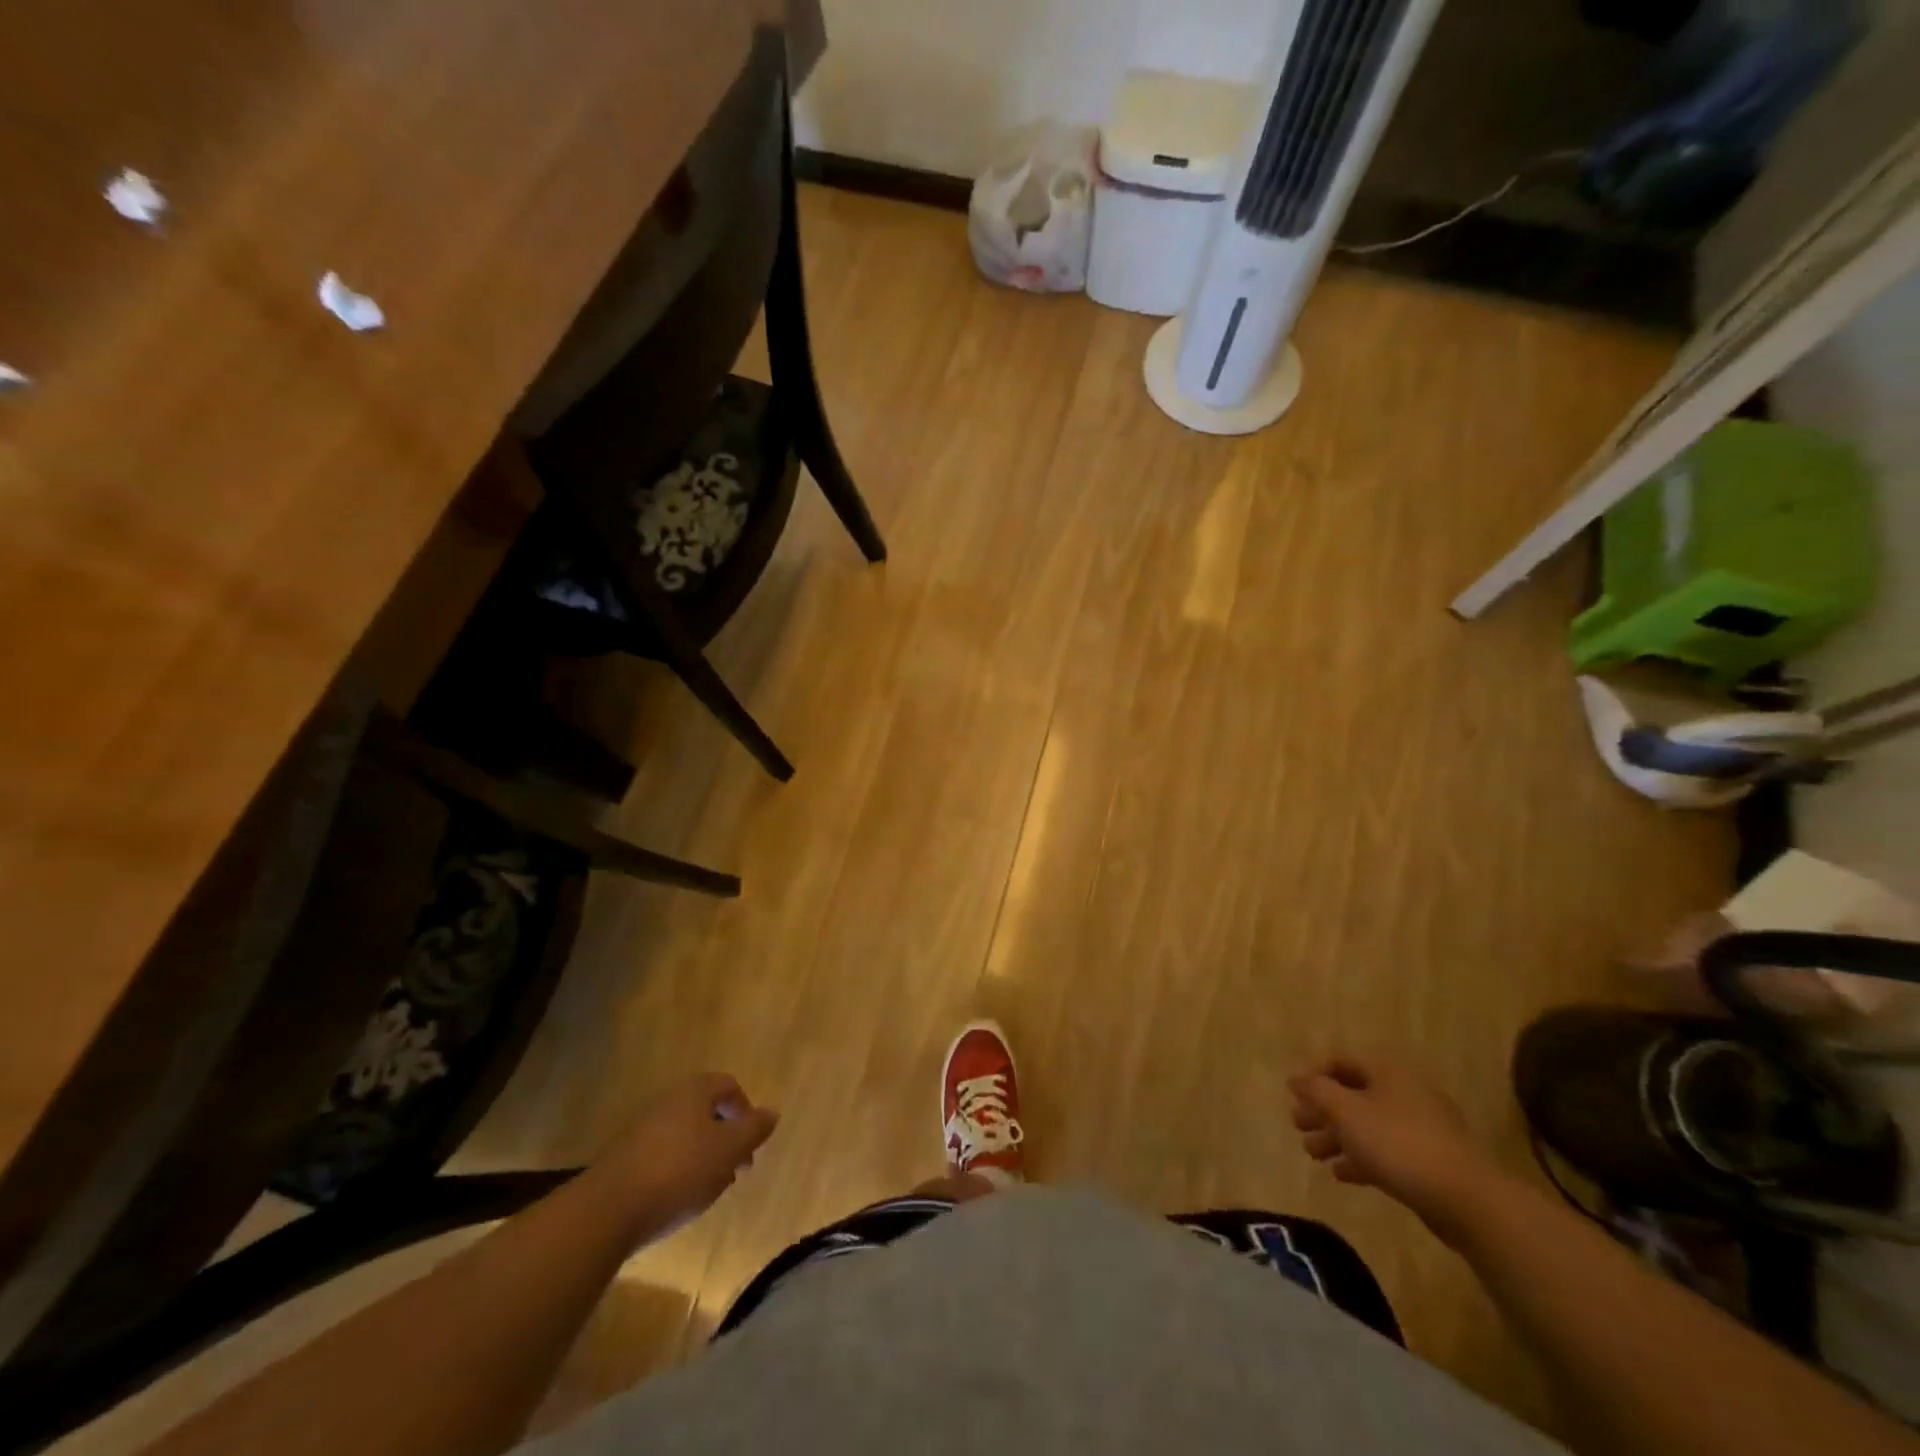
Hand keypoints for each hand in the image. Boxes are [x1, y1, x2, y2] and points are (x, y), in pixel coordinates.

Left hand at [602, 1073, 779, 1225]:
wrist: (606, 1211)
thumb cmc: (679, 1171)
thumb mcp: (729, 1149)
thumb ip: (754, 1129)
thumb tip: (772, 1112)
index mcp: (694, 1092)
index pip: (728, 1086)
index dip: (745, 1110)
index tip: (751, 1143)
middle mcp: (667, 1102)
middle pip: (705, 1111)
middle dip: (725, 1137)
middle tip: (735, 1170)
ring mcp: (641, 1130)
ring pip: (684, 1135)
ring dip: (702, 1157)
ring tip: (709, 1189)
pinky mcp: (623, 1160)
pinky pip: (661, 1156)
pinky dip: (677, 1171)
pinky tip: (678, 1199)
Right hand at [1288, 1054, 1498, 1244]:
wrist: (1466, 1200)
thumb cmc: (1398, 1143)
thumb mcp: (1346, 1111)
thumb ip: (1317, 1091)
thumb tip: (1296, 1077)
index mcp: (1387, 1071)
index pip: (1340, 1060)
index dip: (1312, 1074)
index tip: (1291, 1095)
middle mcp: (1404, 1091)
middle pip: (1353, 1094)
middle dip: (1322, 1110)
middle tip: (1298, 1126)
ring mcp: (1421, 1127)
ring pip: (1368, 1124)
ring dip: (1336, 1137)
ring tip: (1313, 1155)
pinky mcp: (1430, 1161)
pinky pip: (1386, 1151)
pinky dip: (1361, 1158)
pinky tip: (1341, 1174)